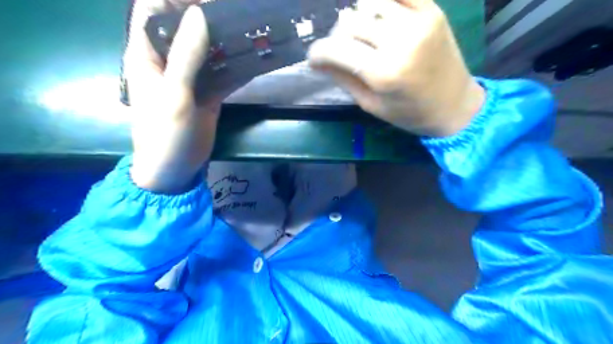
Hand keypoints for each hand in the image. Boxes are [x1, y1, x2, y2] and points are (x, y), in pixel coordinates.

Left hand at [122, 0, 237, 193]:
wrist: (175, 167)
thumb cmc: (165, 132)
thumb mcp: (174, 94)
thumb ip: (186, 56)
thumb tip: (199, 14)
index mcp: (147, 55)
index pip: (153, 10)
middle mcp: (168, 61)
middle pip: (184, 27)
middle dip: (206, 16)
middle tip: (234, 13)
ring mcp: (190, 78)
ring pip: (207, 50)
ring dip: (226, 41)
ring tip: (249, 31)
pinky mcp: (207, 93)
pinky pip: (222, 74)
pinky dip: (236, 67)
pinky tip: (253, 60)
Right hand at [310, 0, 485, 135]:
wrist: (454, 105)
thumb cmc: (409, 114)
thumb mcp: (371, 105)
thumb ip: (343, 79)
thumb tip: (316, 62)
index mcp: (384, 72)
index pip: (337, 49)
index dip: (318, 52)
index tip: (313, 59)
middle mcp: (400, 40)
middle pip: (349, 22)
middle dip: (335, 38)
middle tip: (338, 52)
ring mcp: (418, 20)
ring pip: (369, 2)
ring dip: (357, 18)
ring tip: (360, 35)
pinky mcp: (432, 10)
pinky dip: (380, 1)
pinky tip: (377, 16)